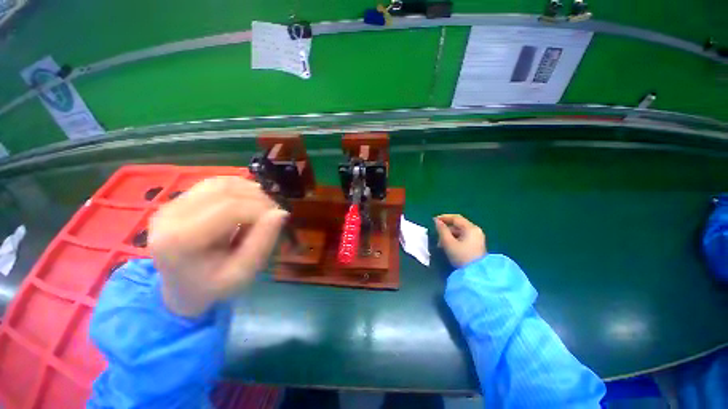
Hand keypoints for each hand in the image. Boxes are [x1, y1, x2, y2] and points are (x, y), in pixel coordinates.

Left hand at [149, 176, 287, 316]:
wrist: (180, 288)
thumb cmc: (213, 286)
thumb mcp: (243, 272)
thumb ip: (263, 242)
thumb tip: (281, 213)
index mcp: (180, 240)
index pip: (230, 208)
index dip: (261, 209)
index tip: (278, 218)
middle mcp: (169, 215)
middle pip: (225, 191)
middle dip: (258, 198)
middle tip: (274, 212)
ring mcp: (171, 204)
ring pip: (221, 183)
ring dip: (250, 191)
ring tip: (262, 207)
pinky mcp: (178, 200)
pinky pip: (215, 183)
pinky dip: (238, 188)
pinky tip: (248, 201)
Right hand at [434, 214, 485, 267]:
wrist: (476, 275)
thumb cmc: (461, 257)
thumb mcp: (448, 243)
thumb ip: (442, 230)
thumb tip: (437, 221)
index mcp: (471, 228)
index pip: (456, 218)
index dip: (444, 217)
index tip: (433, 220)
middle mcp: (476, 231)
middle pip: (458, 225)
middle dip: (446, 229)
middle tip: (436, 236)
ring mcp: (477, 238)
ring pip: (460, 232)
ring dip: (449, 235)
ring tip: (441, 244)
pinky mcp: (476, 245)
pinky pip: (463, 238)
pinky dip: (455, 240)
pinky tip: (448, 247)